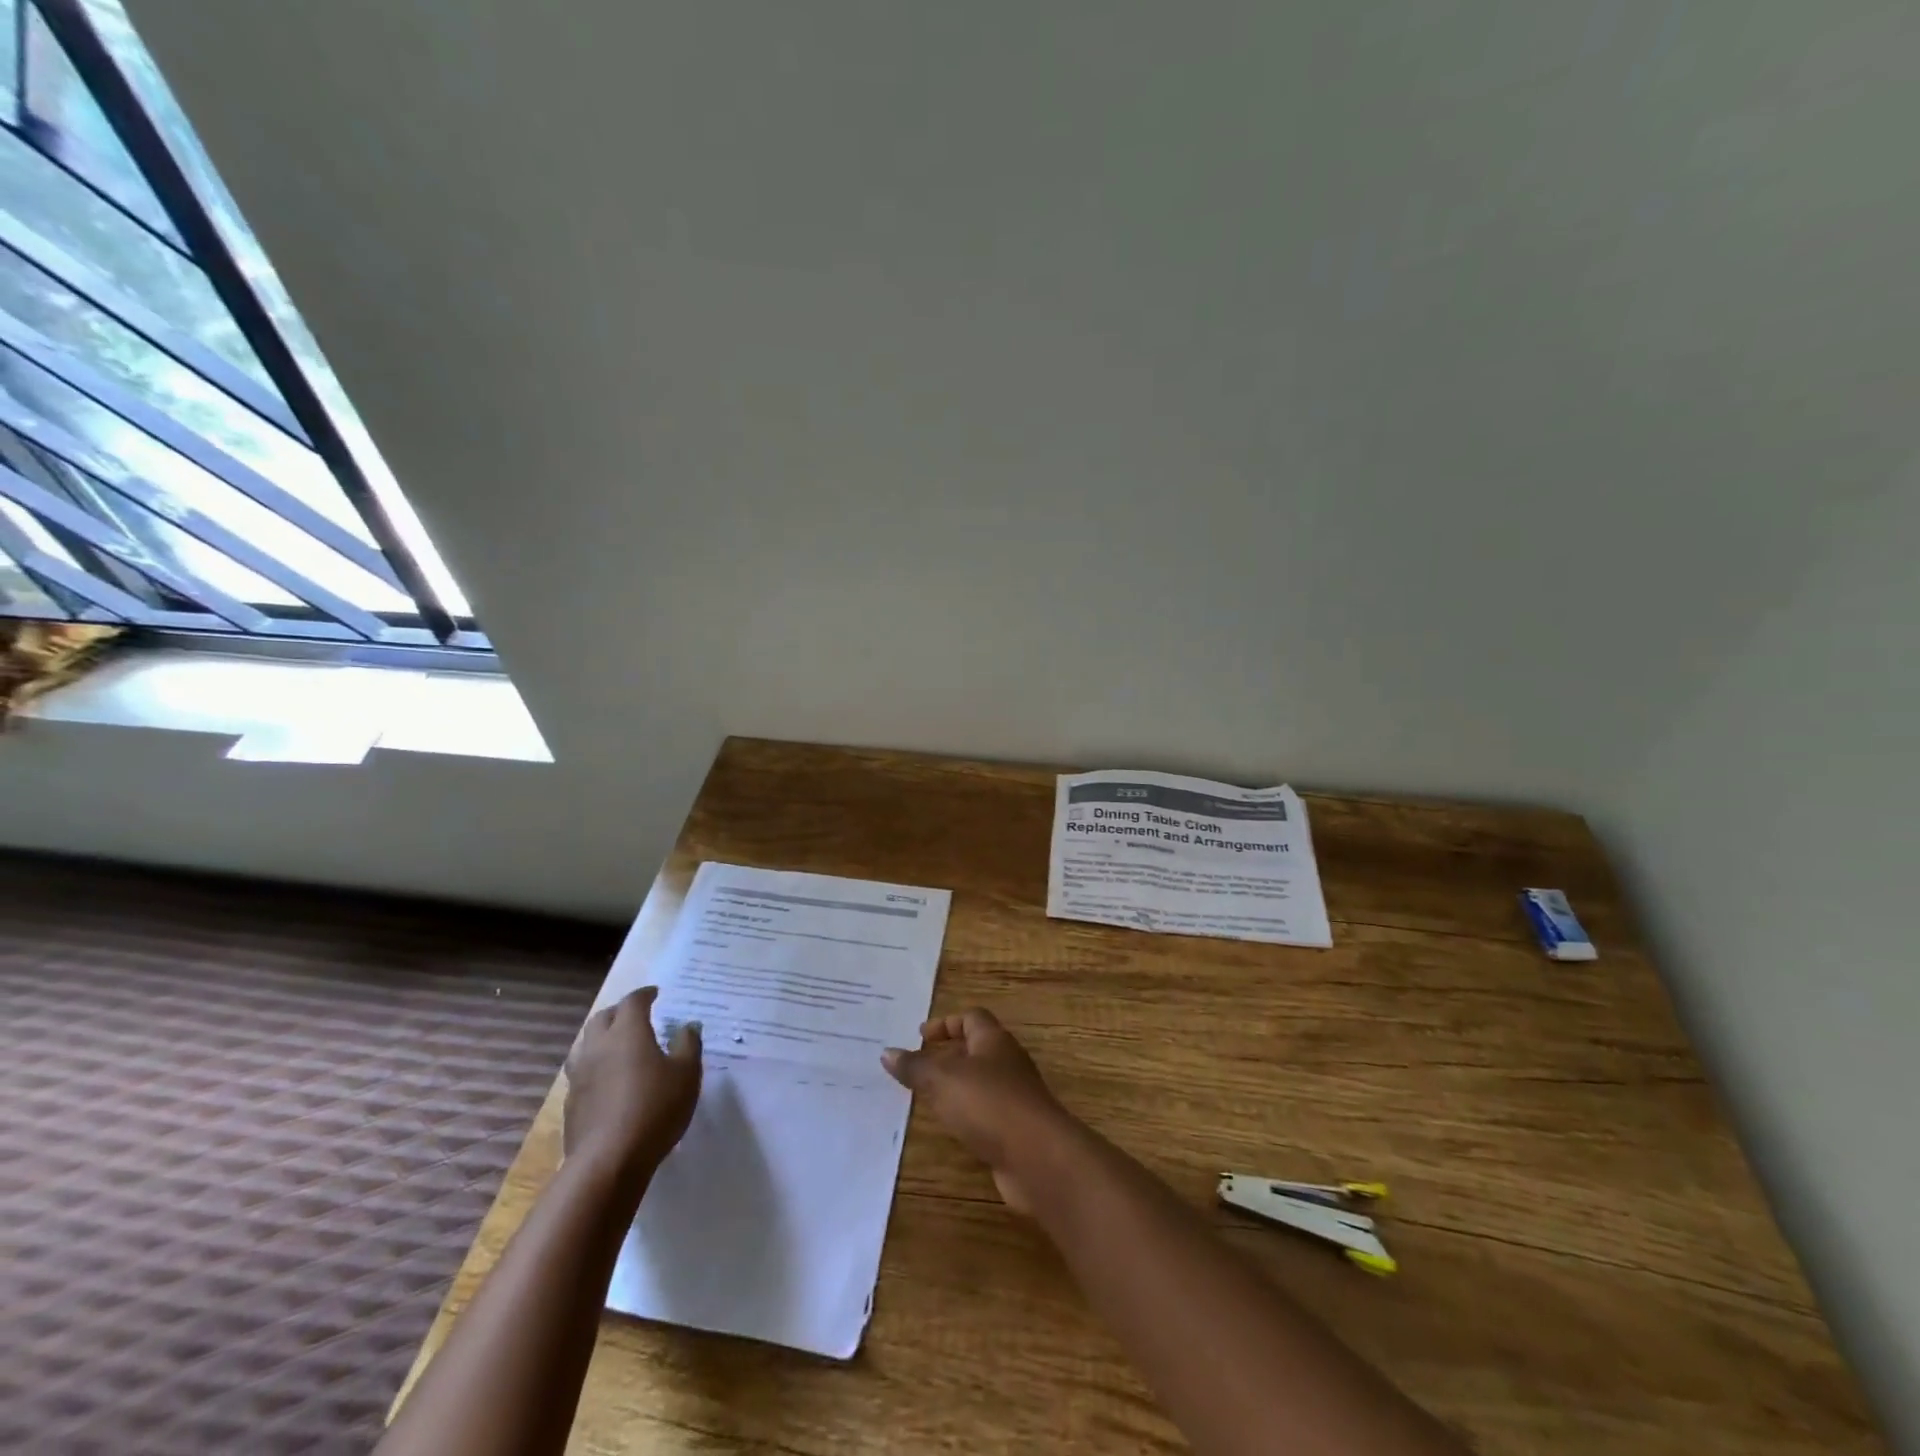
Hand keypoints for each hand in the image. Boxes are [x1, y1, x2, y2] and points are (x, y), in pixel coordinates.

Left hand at [564, 987, 701, 1186]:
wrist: (608, 1161)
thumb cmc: (654, 1108)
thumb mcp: (687, 1074)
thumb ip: (688, 1044)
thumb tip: (687, 1026)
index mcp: (627, 1032)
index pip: (633, 1002)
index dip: (644, 995)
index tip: (655, 994)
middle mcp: (598, 1046)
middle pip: (603, 1018)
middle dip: (619, 1012)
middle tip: (635, 1015)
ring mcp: (580, 1076)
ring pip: (586, 1044)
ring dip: (601, 1038)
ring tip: (616, 1045)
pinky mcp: (571, 1103)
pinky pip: (581, 1072)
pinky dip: (594, 1066)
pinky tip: (606, 1080)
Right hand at [882, 1008, 1073, 1214]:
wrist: (1038, 1157)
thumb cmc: (990, 1104)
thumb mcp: (944, 1080)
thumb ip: (915, 1067)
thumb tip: (887, 1052)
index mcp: (993, 1040)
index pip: (971, 1018)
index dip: (946, 1023)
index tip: (920, 1036)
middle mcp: (1007, 1062)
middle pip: (977, 1049)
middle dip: (948, 1055)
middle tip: (917, 1067)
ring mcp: (1014, 1097)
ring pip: (981, 1083)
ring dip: (956, 1087)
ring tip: (926, 1097)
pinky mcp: (1015, 1129)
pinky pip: (986, 1113)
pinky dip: (967, 1115)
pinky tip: (950, 1128)